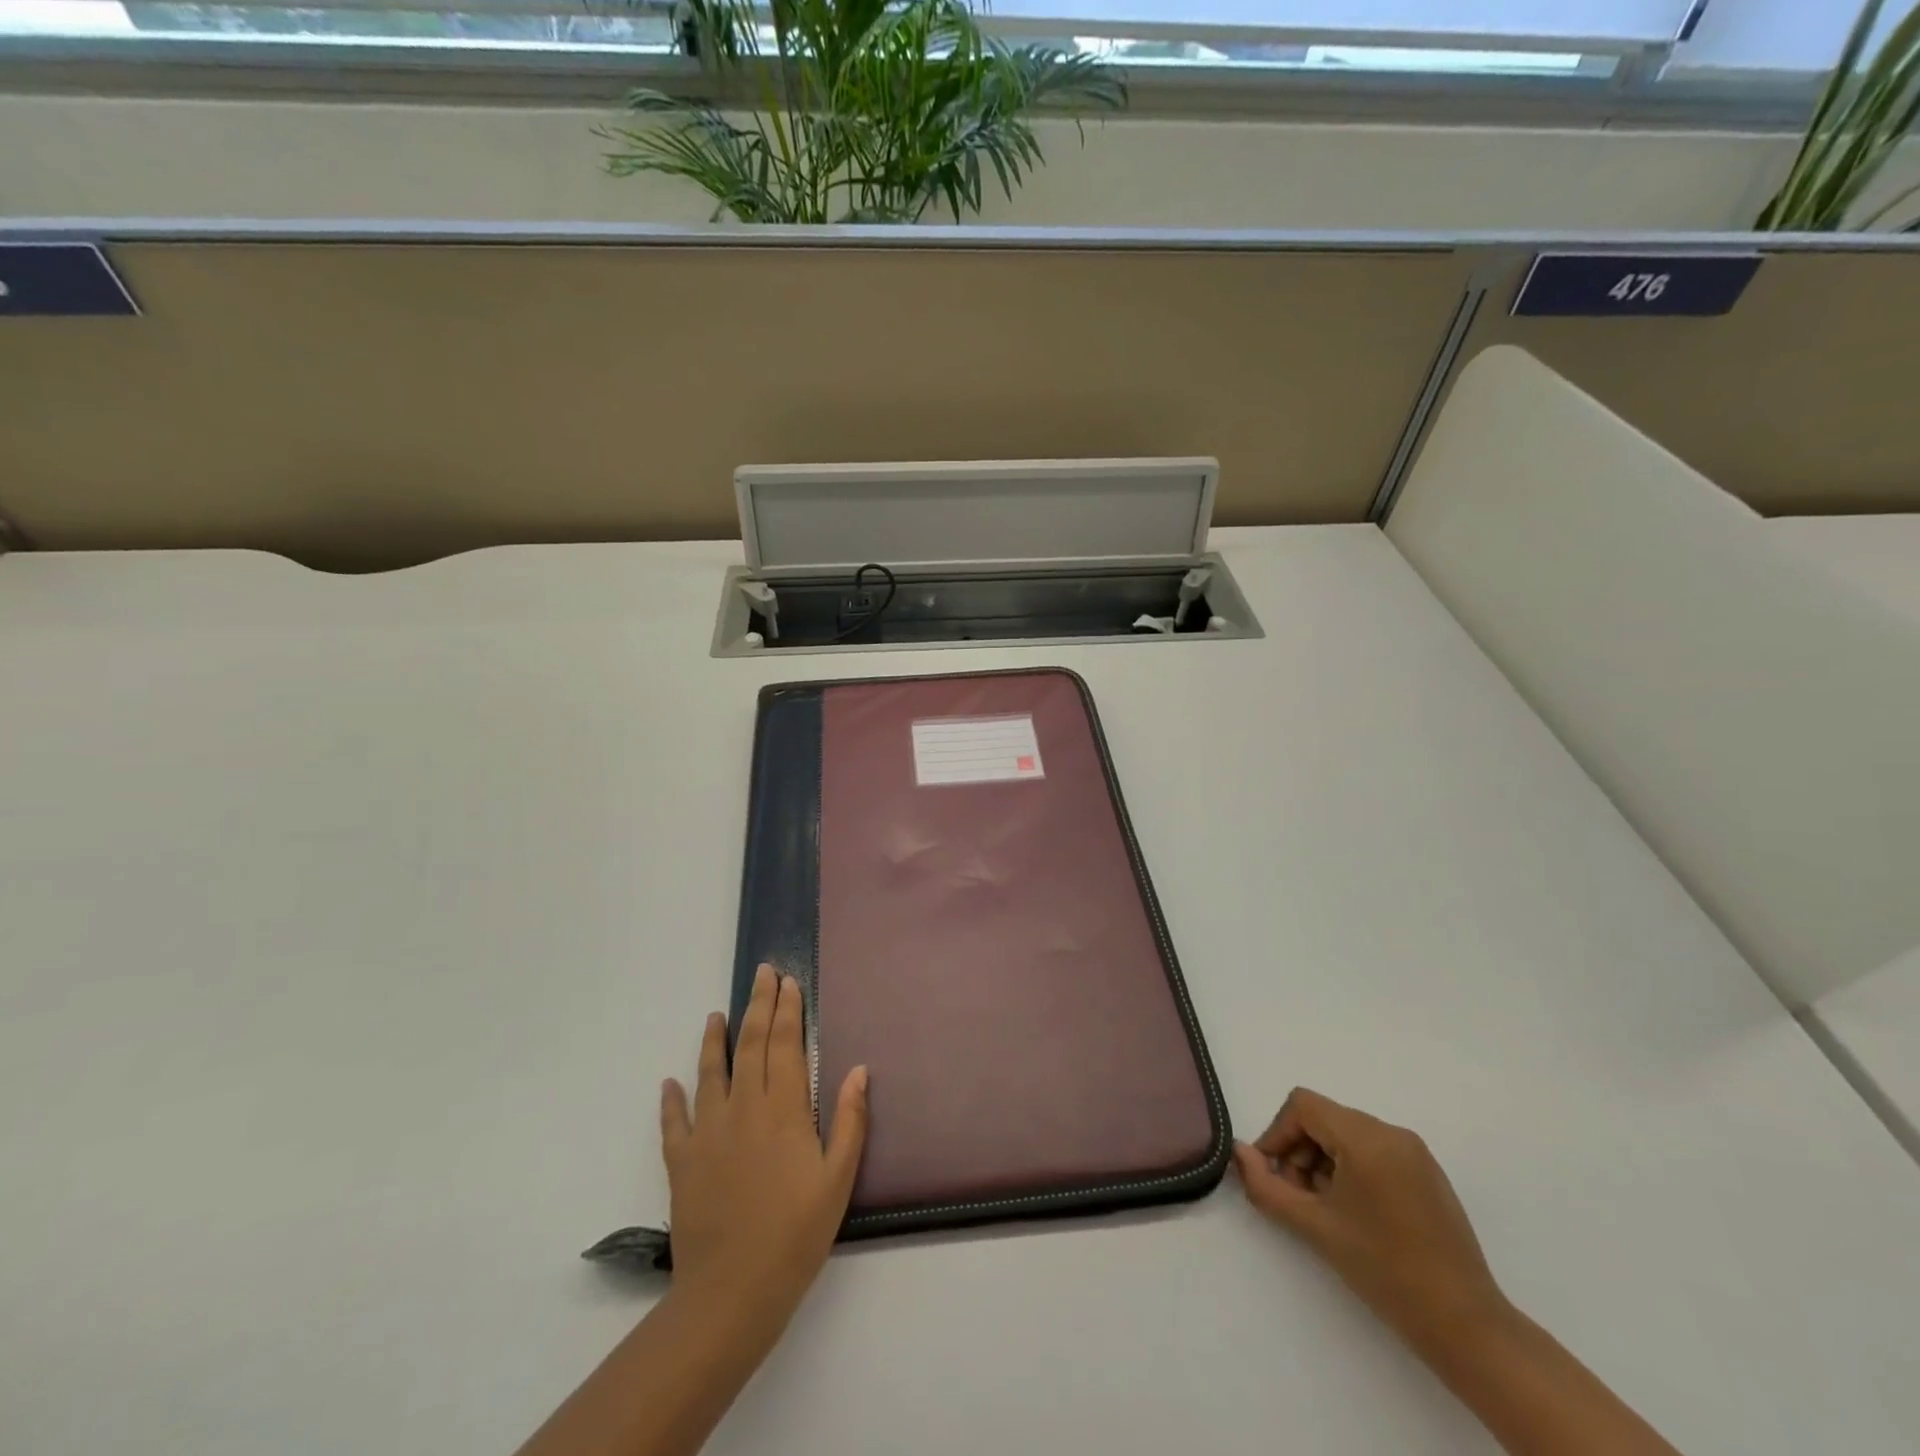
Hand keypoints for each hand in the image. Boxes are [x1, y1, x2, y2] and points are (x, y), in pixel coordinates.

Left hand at [660, 964, 868, 1343]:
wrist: (732, 1292)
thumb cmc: (796, 1234)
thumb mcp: (838, 1179)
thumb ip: (850, 1120)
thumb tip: (860, 1069)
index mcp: (783, 1109)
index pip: (784, 1044)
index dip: (787, 1010)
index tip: (788, 982)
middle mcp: (743, 1108)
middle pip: (750, 1045)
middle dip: (757, 1005)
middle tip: (762, 974)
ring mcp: (708, 1133)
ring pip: (710, 1072)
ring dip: (713, 1040)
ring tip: (715, 1015)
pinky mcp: (682, 1161)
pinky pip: (674, 1122)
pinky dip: (671, 1099)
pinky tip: (669, 1083)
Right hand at [1232, 1088, 1508, 1350]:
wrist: (1466, 1327)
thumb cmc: (1384, 1270)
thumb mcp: (1313, 1226)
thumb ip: (1266, 1186)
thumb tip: (1239, 1152)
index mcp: (1367, 1138)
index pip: (1303, 1105)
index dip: (1278, 1133)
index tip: (1274, 1175)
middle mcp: (1392, 1132)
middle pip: (1324, 1118)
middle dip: (1300, 1151)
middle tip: (1298, 1197)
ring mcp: (1415, 1151)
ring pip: (1347, 1134)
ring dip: (1323, 1161)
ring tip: (1325, 1209)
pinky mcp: (1427, 1173)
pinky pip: (1374, 1150)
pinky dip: (1351, 1168)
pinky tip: (1354, 1213)